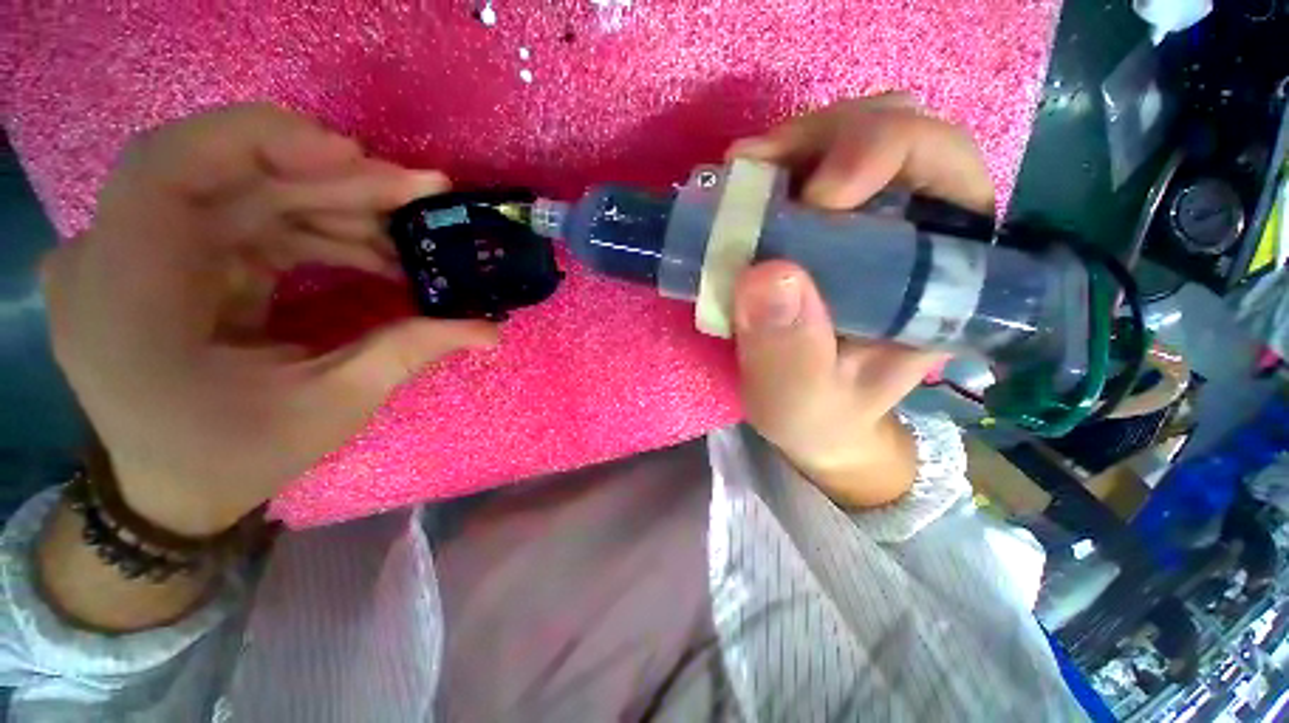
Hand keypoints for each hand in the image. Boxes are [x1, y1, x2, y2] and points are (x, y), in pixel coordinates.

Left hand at [43, 104, 495, 535]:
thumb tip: (489, 331)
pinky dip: (316, 227)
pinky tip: (373, 250)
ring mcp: (141, 253)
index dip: (264, 141)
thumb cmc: (235, 456)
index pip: (169, 167)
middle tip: (420, 194)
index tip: (358, 156)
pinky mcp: (174, 258)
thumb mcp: (329, 407)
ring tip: (411, 231)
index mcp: (128, 298)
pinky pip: (250, 218)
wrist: (172, 486)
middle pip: (228, 174)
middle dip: (333, 180)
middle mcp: (117, 256)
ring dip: (336, 206)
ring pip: (247, 192)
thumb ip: (407, 352)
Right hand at [728, 94, 993, 507]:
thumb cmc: (817, 413)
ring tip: (743, 176)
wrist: (804, 412)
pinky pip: (806, 164)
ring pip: (853, 133)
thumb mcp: (801, 401)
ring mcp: (865, 219)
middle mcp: (916, 231)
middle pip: (902, 131)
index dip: (887, 154)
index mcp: (940, 277)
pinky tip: (741, 185)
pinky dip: (772, 164)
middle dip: (831, 138)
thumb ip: (790, 354)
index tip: (815, 196)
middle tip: (758, 171)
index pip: (949, 173)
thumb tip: (765, 273)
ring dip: (795, 146)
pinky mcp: (821, 224)